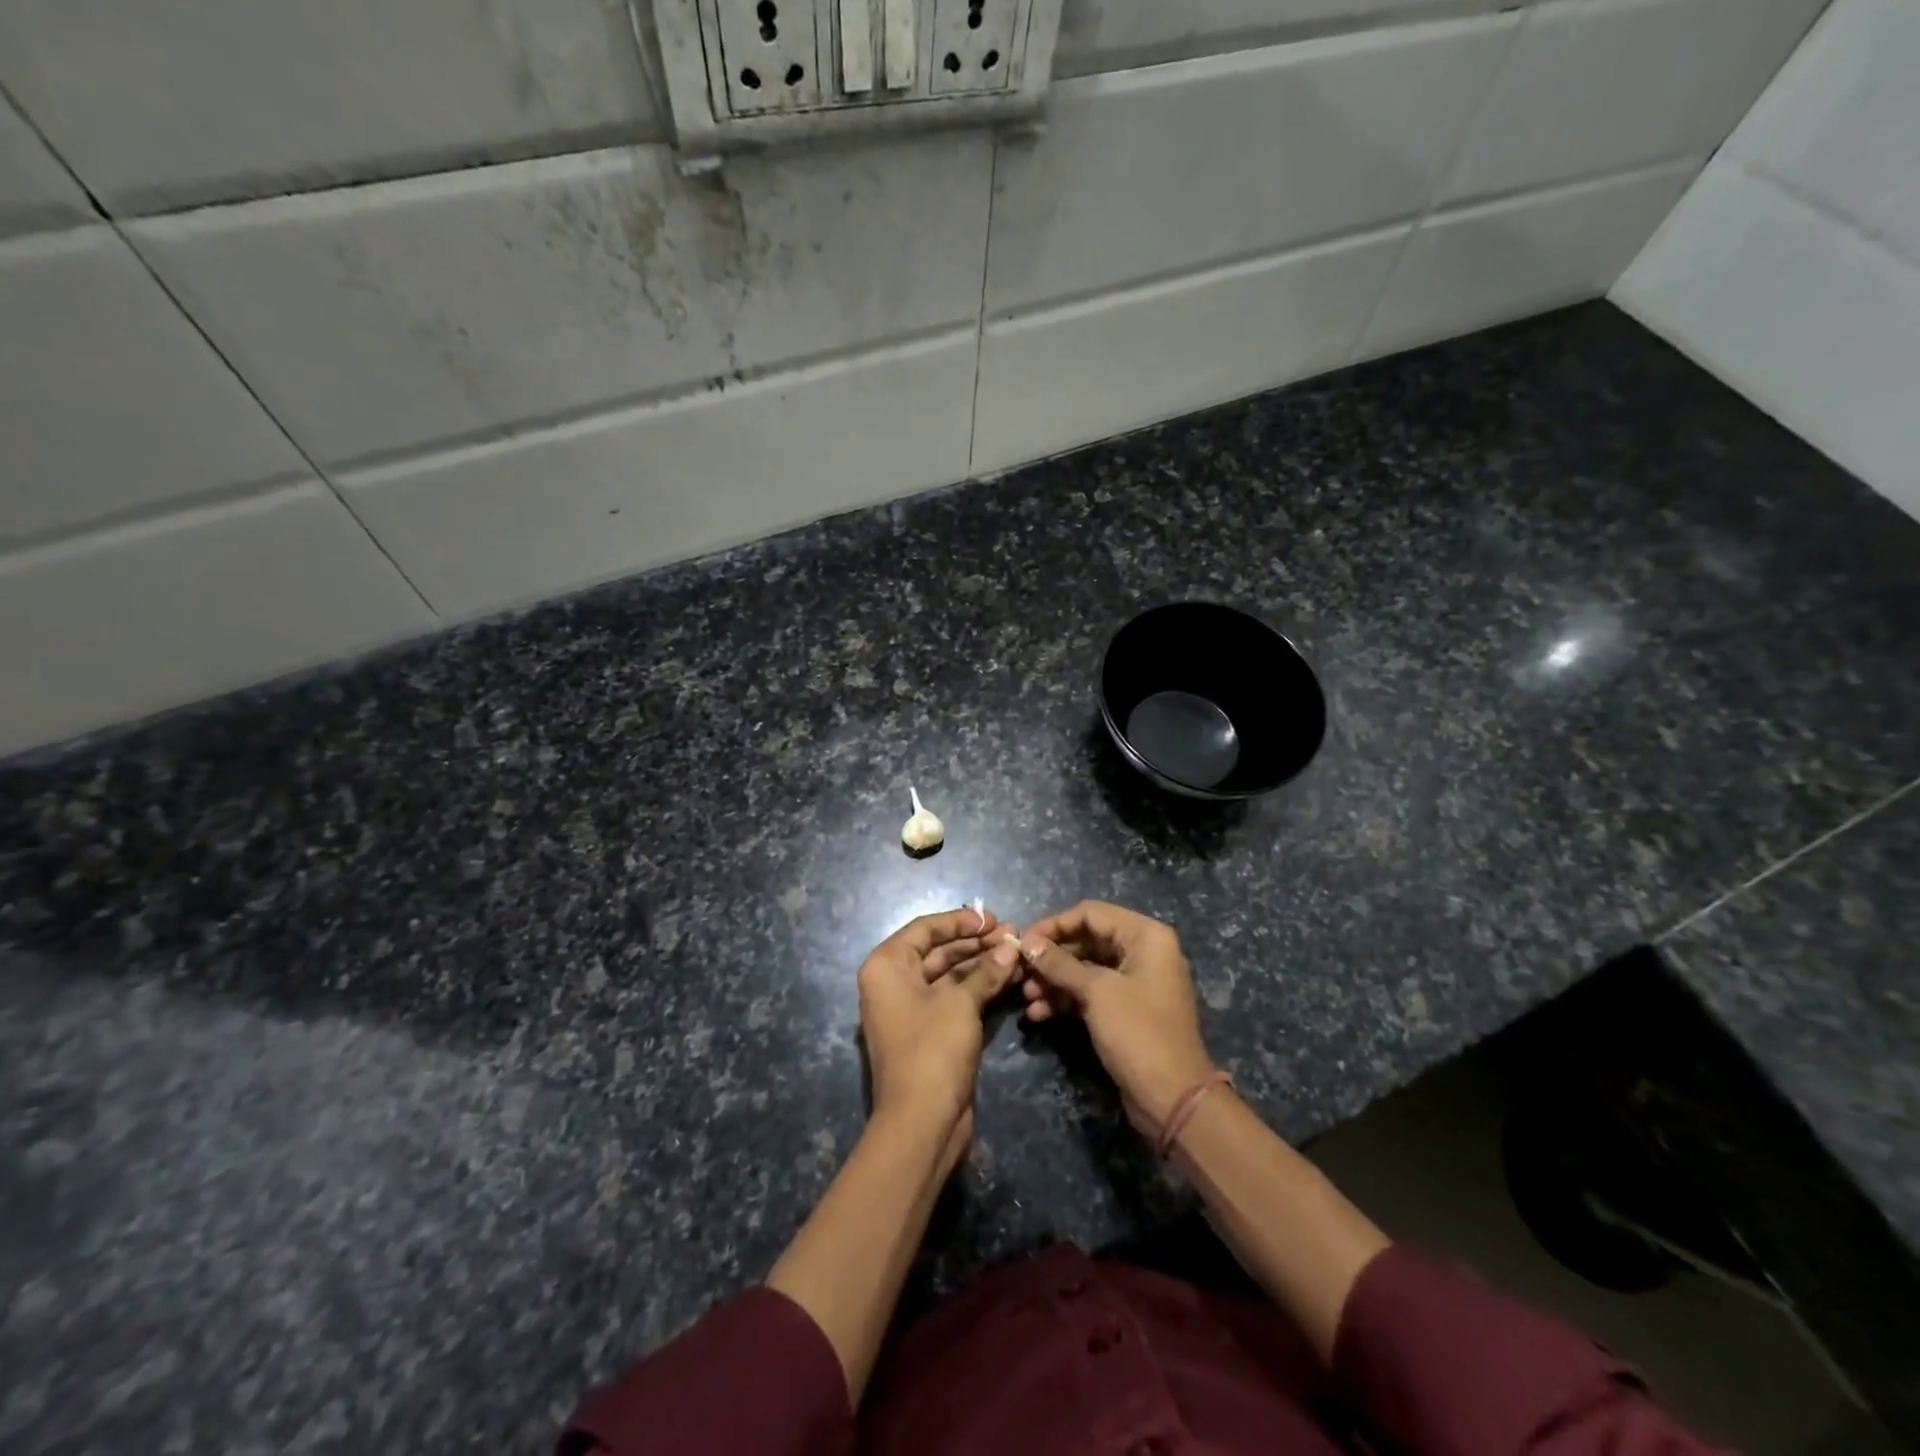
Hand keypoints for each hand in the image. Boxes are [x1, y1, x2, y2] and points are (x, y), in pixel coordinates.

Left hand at [857, 906, 1021, 1163]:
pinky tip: (1010, 977)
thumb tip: (1011, 946)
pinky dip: (980, 988)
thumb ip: (986, 970)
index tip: (993, 917)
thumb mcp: (961, 1003)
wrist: (921, 1122)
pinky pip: (956, 998)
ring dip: (983, 964)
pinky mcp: (930, 1031)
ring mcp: (912, 1008)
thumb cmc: (932, 1049)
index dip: (960, 920)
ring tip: (1018, 953)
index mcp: (887, 966)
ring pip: (950, 975)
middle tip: (1014, 935)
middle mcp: (894, 982)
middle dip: (977, 943)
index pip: (926, 928)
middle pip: (939, 950)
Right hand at [1017, 901, 1217, 1136]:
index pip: (1091, 913)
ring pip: (1085, 969)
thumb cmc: (1138, 1032)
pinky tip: (1039, 1014)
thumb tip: (1027, 943)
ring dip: (1054, 981)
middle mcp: (1143, 951)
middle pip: (1087, 940)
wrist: (1172, 1099)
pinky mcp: (1126, 1010)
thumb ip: (1059, 964)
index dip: (1055, 924)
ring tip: (1027, 998)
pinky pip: (1091, 993)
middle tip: (1021, 973)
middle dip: (1052, 958)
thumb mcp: (1096, 992)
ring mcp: (1135, 982)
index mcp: (1145, 936)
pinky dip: (1066, 1000)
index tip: (1024, 942)